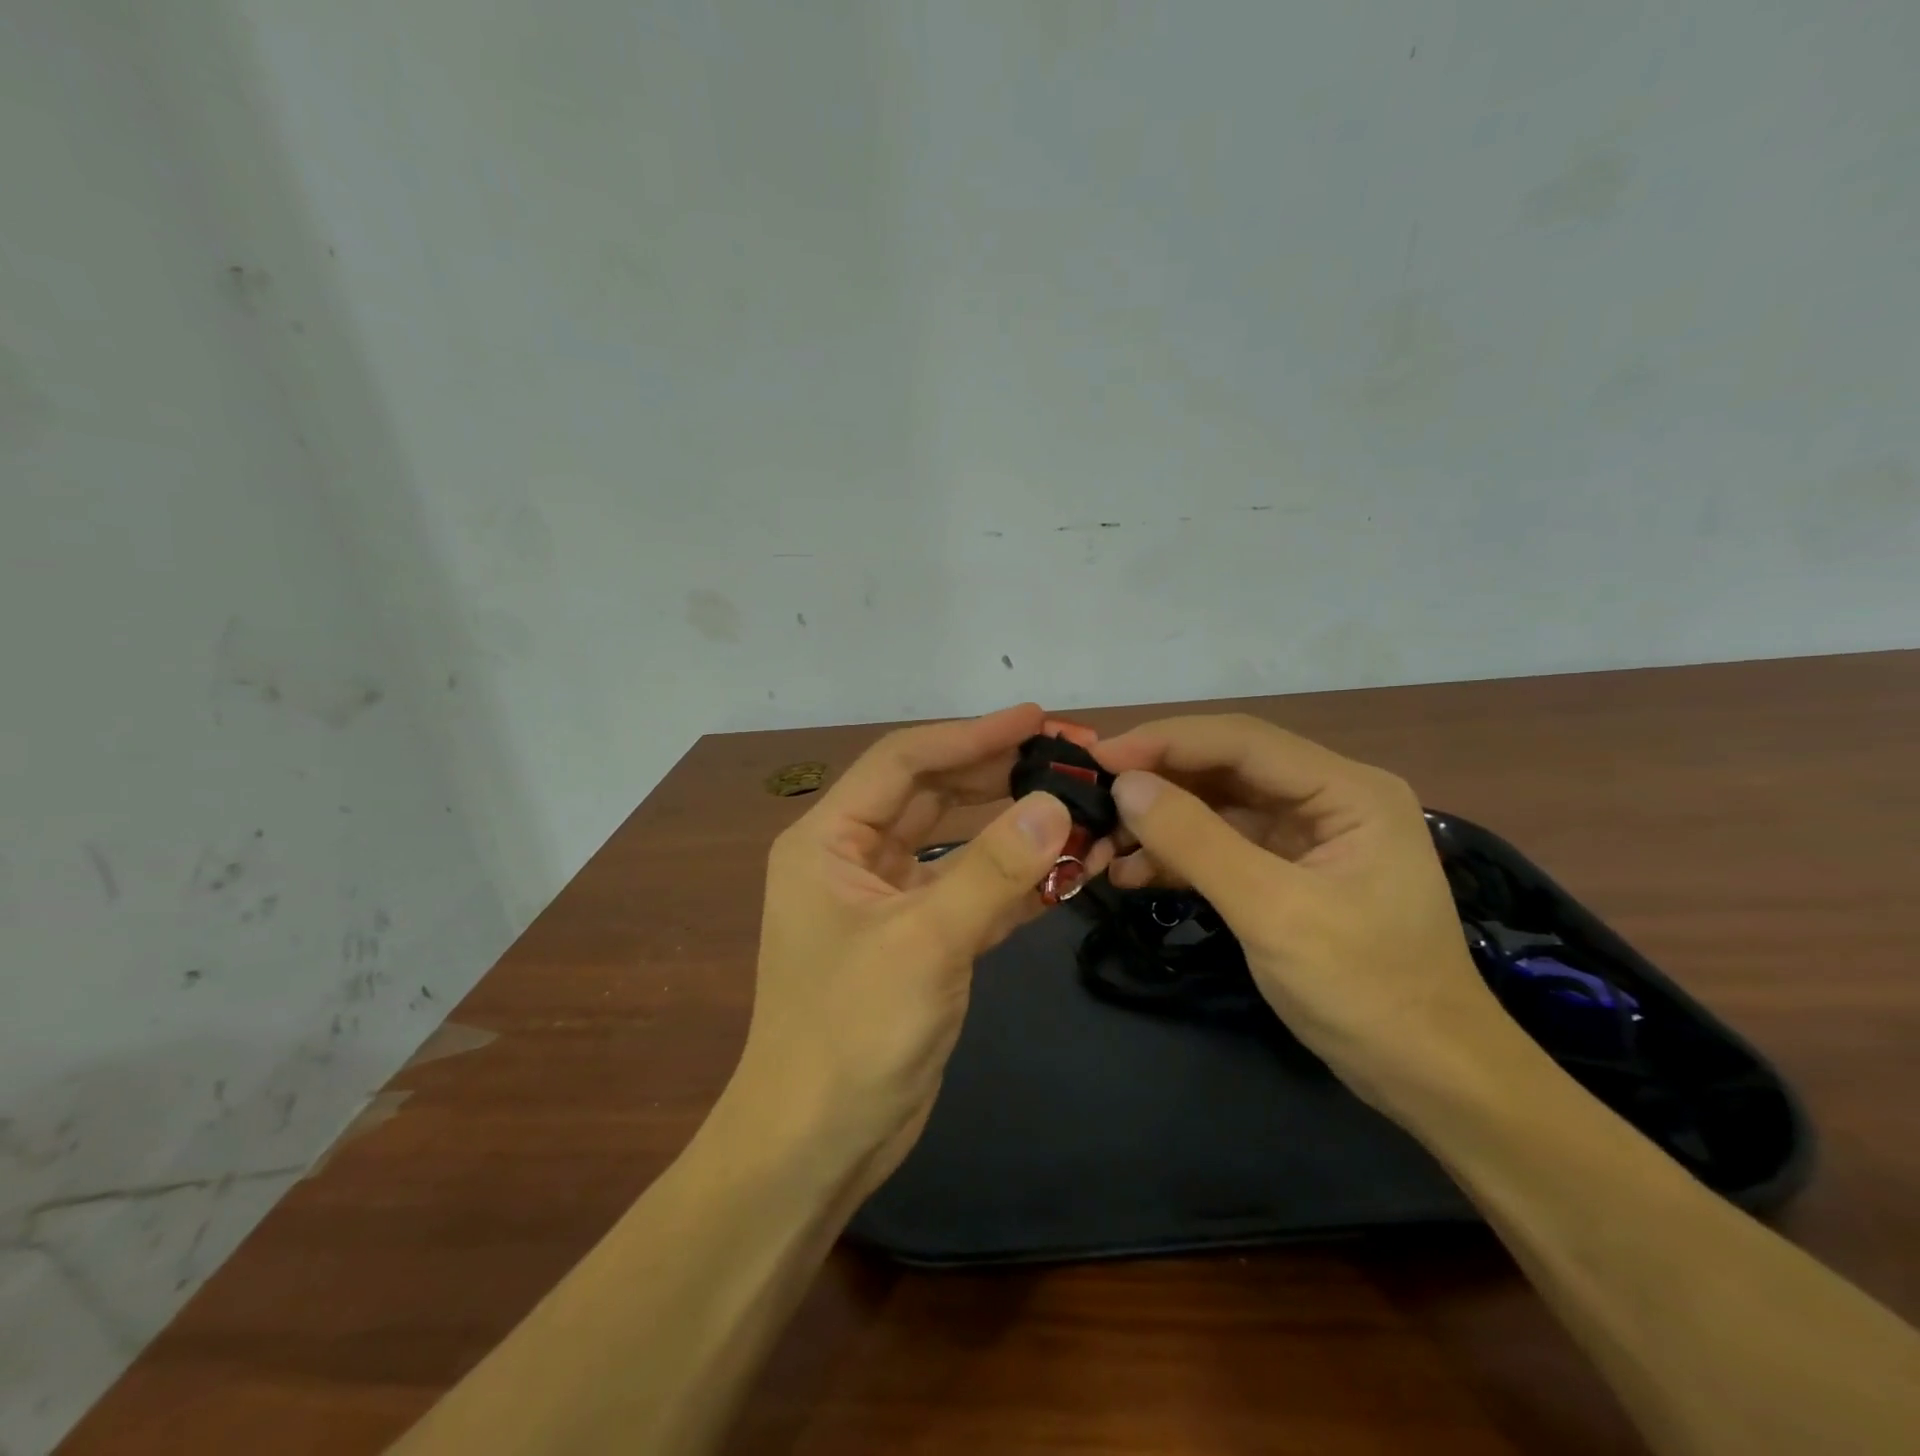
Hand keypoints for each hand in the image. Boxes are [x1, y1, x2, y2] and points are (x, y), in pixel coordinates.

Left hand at [733, 704, 1103, 1192]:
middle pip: (934, 794)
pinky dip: (1015, 880)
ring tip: (1078, 804)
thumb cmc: (851, 1033)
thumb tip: (1058, 805)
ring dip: (1014, 826)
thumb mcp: (924, 942)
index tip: (1038, 719)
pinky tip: (1068, 867)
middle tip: (1069, 756)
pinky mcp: (920, 939)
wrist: (817, 1144)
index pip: (905, 762)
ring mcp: (889, 900)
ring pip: (958, 842)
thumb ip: (992, 870)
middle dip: (999, 773)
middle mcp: (855, 858)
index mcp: (829, 839)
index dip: (971, 735)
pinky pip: (971, 890)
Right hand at [1095, 714, 1513, 1109]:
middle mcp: (1328, 797)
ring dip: (1160, 822)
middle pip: (1225, 768)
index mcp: (1347, 789)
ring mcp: (1307, 835)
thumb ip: (1196, 841)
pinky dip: (1177, 856)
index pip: (1241, 741)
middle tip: (1090, 796)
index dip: (1164, 740)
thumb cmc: (1365, 989)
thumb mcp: (1272, 911)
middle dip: (1156, 782)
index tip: (1098, 756)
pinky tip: (1130, 873)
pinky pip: (1222, 846)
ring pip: (1217, 807)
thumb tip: (1125, 785)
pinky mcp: (1288, 871)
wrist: (1428, 1077)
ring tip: (1099, 843)